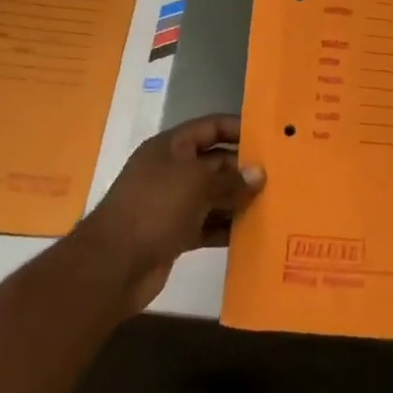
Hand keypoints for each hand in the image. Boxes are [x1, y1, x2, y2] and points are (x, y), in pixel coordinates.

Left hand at [76, 115, 263, 312]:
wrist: (112, 266)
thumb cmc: (154, 208)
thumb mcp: (196, 184)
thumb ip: (230, 179)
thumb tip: (259, 173)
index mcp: (171, 147)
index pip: (210, 127)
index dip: (238, 127)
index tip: (269, 136)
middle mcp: (172, 171)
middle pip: (215, 162)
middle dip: (244, 168)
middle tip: (280, 174)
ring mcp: (172, 204)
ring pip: (213, 195)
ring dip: (238, 199)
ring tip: (274, 202)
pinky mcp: (175, 234)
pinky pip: (208, 225)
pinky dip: (227, 227)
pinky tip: (253, 232)